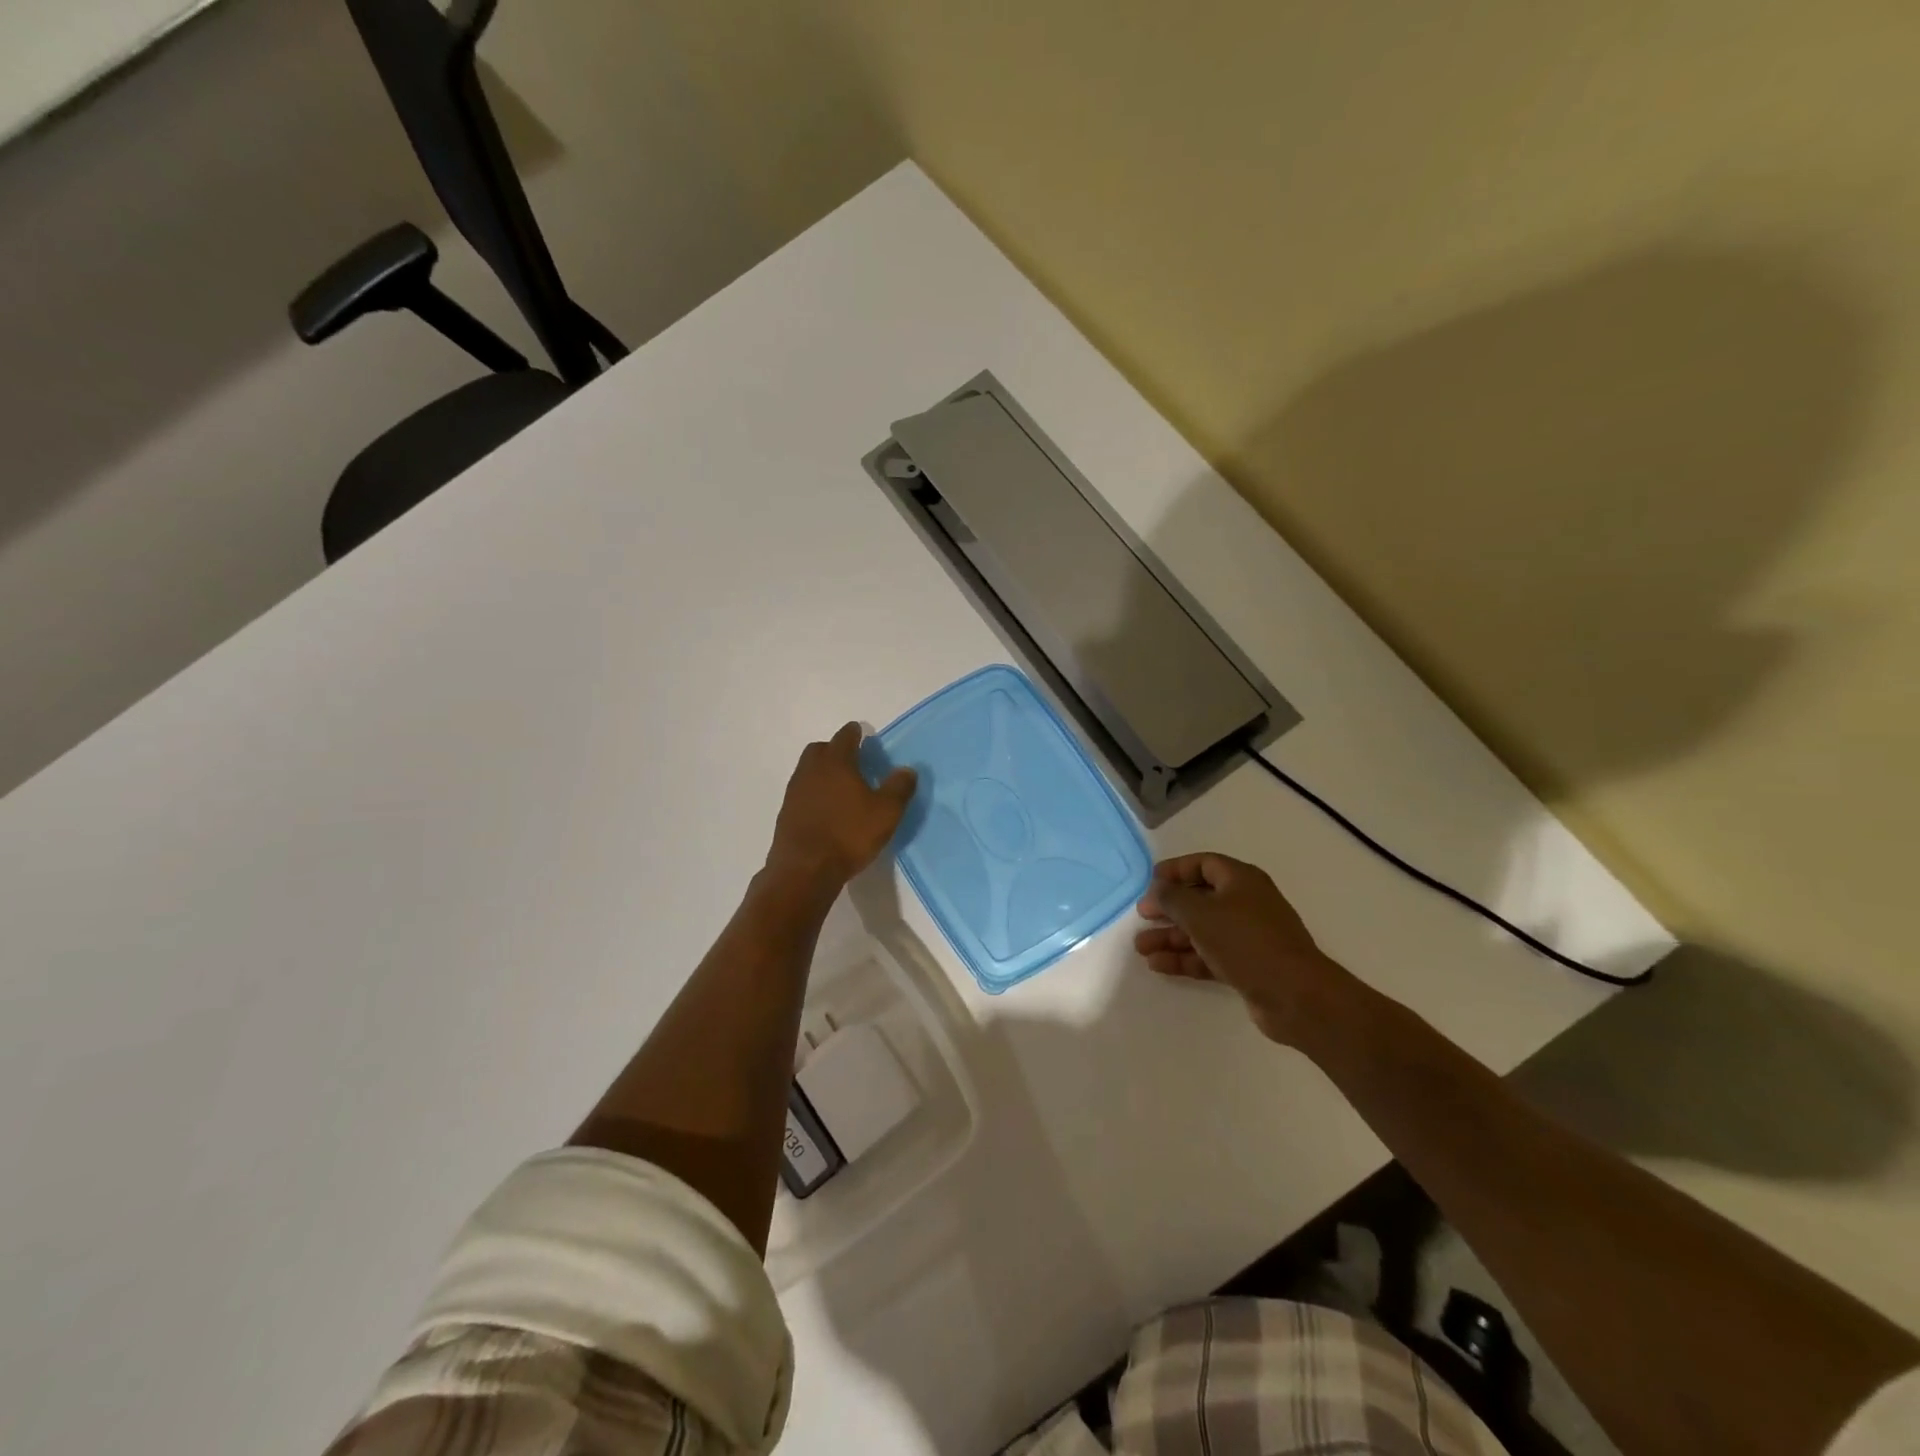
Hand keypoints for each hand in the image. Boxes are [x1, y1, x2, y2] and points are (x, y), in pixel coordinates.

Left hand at [765, 722, 916, 890]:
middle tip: (851, 760)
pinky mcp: (786, 813)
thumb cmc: (849, 835)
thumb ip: (898, 788)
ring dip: (822, 772)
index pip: (844, 737)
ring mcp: (795, 792)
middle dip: (834, 749)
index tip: (861, 733)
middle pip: (819, 749)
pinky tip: (826, 809)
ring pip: (808, 770)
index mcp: (836, 763)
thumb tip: (907, 770)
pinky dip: (813, 793)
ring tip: (840, 786)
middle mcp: (811, 770)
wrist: (804, 869)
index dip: (854, 733)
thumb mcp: (886, 813)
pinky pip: (802, 792)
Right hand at [1135, 852, 1352, 1043]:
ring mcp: (1248, 936)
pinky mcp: (1248, 966)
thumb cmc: (1245, 942)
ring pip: (1202, 930)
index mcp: (1241, 880)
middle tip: (1141, 917)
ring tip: (1141, 948)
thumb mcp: (1200, 913)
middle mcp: (1246, 903)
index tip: (1149, 883)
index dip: (1175, 870)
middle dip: (1169, 908)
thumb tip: (1158, 888)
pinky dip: (1185, 958)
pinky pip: (1209, 955)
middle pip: (1200, 899)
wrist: (1295, 995)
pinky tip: (1159, 966)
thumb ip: (1172, 898)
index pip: (1203, 864)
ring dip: (1171, 937)